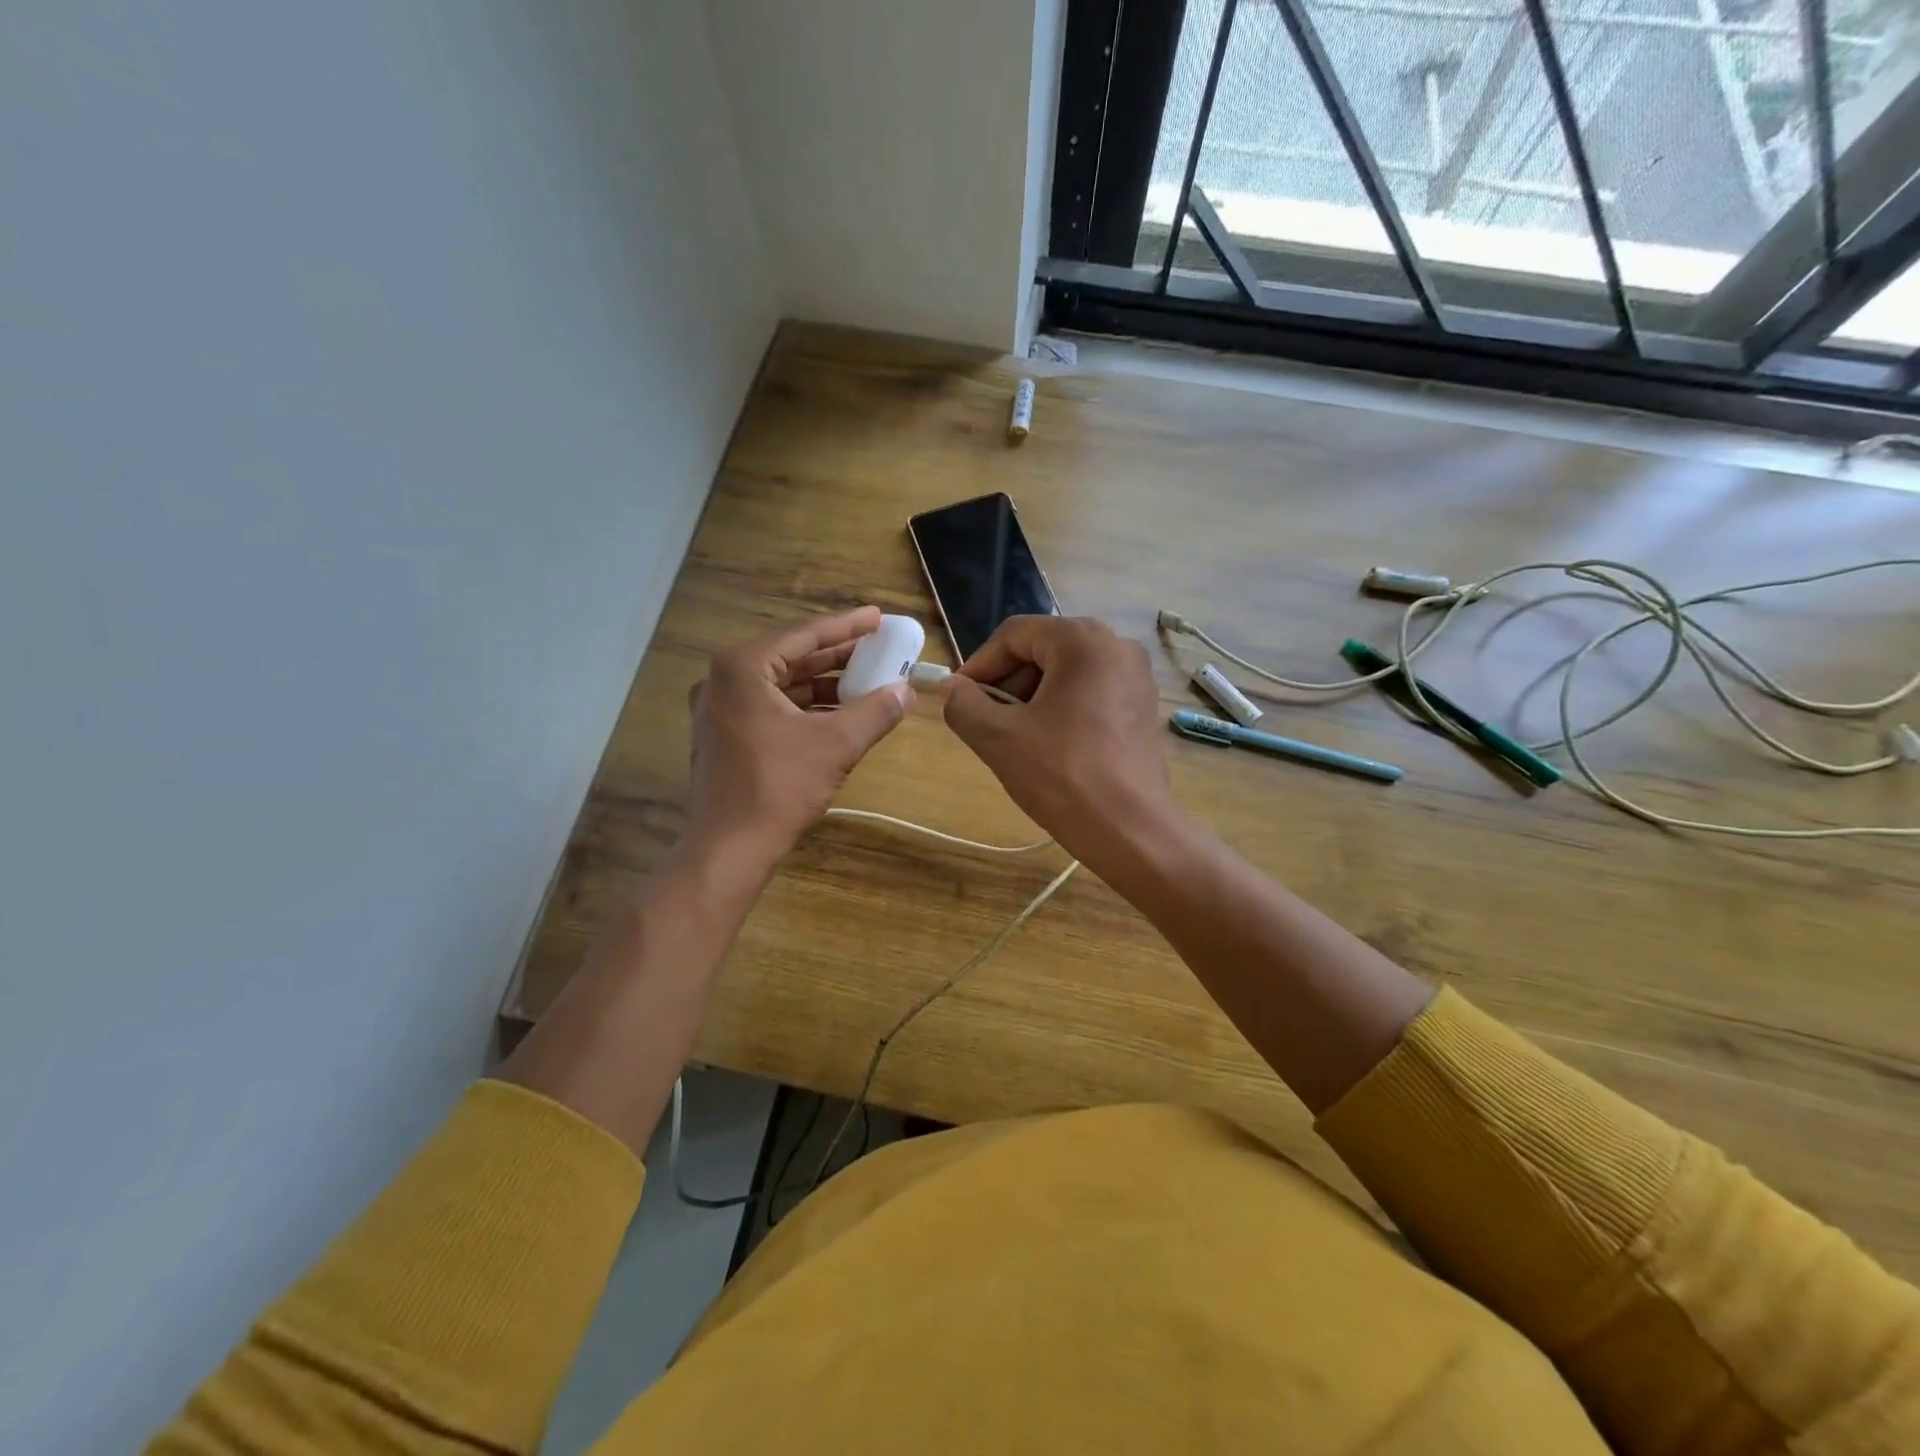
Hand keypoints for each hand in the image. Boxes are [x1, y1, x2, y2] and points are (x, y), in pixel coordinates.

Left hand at [684, 607, 910, 871]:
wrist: (728, 848)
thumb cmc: (778, 788)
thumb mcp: (836, 745)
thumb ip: (875, 711)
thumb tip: (906, 691)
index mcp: (743, 668)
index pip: (803, 635)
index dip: (846, 626)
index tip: (878, 617)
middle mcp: (724, 680)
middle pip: (791, 656)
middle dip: (837, 655)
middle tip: (878, 647)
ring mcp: (719, 710)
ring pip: (782, 685)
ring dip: (824, 683)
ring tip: (866, 681)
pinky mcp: (724, 736)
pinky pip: (771, 707)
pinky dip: (805, 707)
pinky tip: (839, 713)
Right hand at [942, 616, 1186, 875]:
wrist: (1131, 832)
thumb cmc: (1063, 776)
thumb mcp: (999, 738)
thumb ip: (964, 705)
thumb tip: (952, 688)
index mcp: (1083, 640)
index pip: (1013, 635)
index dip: (978, 666)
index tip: (957, 700)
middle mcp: (1116, 645)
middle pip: (1041, 650)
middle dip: (1006, 684)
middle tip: (985, 723)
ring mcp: (1136, 677)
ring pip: (1065, 674)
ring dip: (1031, 700)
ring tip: (1015, 741)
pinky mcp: (1143, 707)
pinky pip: (1089, 694)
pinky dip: (1061, 711)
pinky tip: (1049, 749)